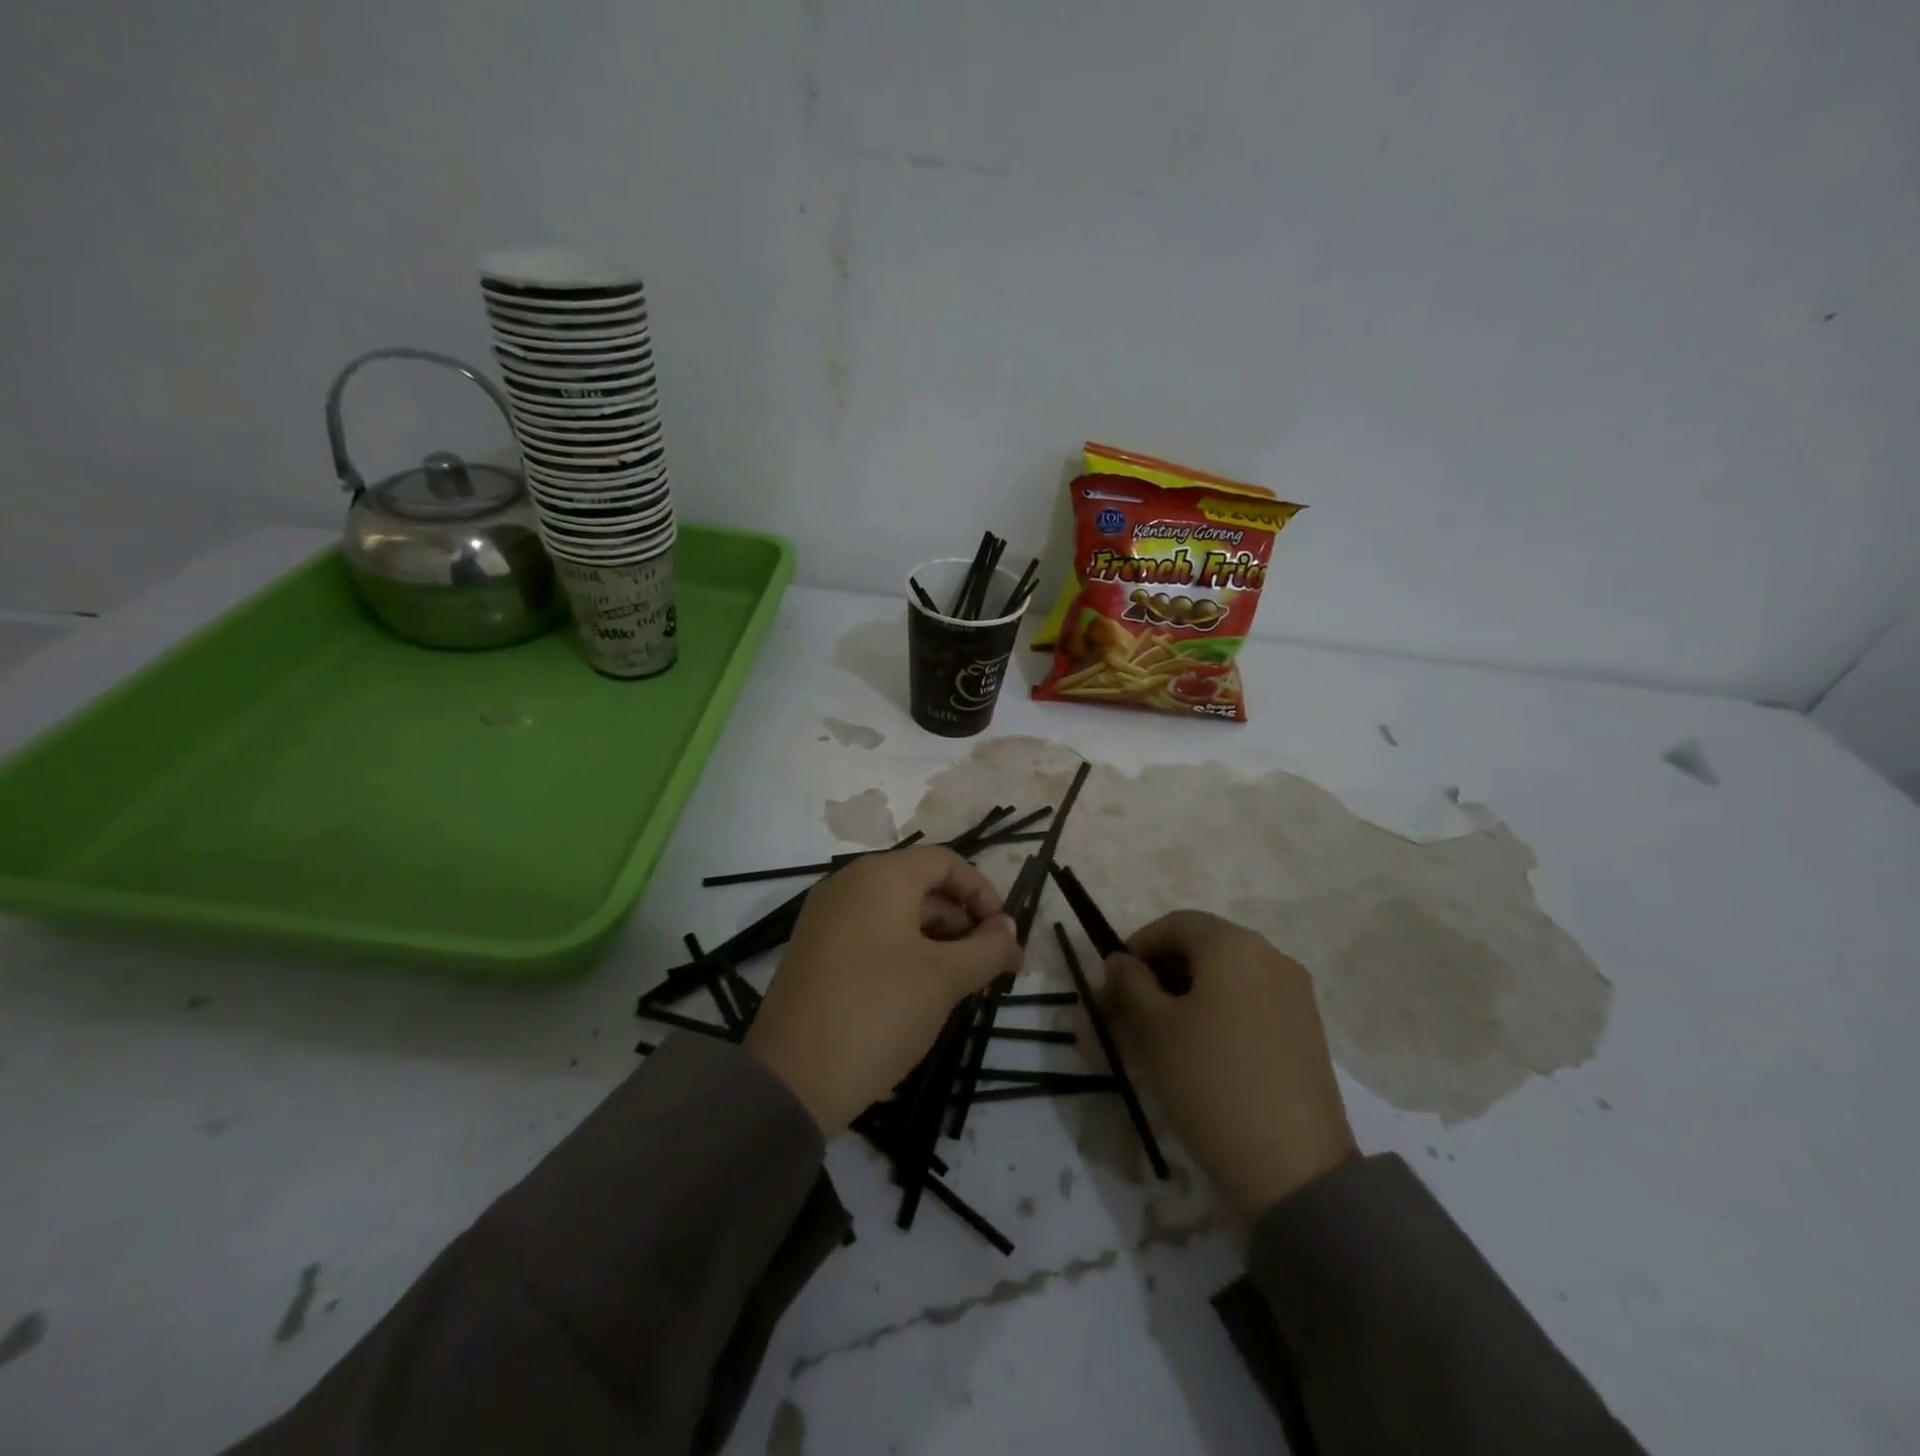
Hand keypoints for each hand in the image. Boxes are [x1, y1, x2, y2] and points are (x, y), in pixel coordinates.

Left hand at [746, 846, 1021, 1136]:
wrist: (792, 1078)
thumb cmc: (879, 1011)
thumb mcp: (945, 979)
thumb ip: (987, 948)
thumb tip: (1008, 929)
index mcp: (880, 876)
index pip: (946, 863)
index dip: (983, 893)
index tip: (1004, 936)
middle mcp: (849, 884)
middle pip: (921, 887)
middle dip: (963, 923)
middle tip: (993, 967)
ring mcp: (826, 917)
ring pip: (897, 914)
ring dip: (938, 941)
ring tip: (964, 985)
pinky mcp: (814, 951)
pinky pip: (871, 936)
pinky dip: (904, 953)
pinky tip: (923, 992)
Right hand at [1105, 910, 1356, 1220]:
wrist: (1294, 1168)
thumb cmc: (1210, 1080)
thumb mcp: (1155, 1028)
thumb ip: (1131, 983)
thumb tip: (1119, 960)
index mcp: (1234, 945)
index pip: (1174, 924)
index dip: (1136, 946)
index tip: (1111, 983)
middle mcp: (1270, 957)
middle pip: (1202, 948)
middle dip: (1158, 973)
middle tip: (1125, 1012)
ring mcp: (1294, 995)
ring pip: (1225, 978)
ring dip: (1184, 994)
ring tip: (1155, 1036)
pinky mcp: (1305, 1031)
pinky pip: (1249, 1003)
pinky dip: (1216, 1013)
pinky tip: (1196, 1051)